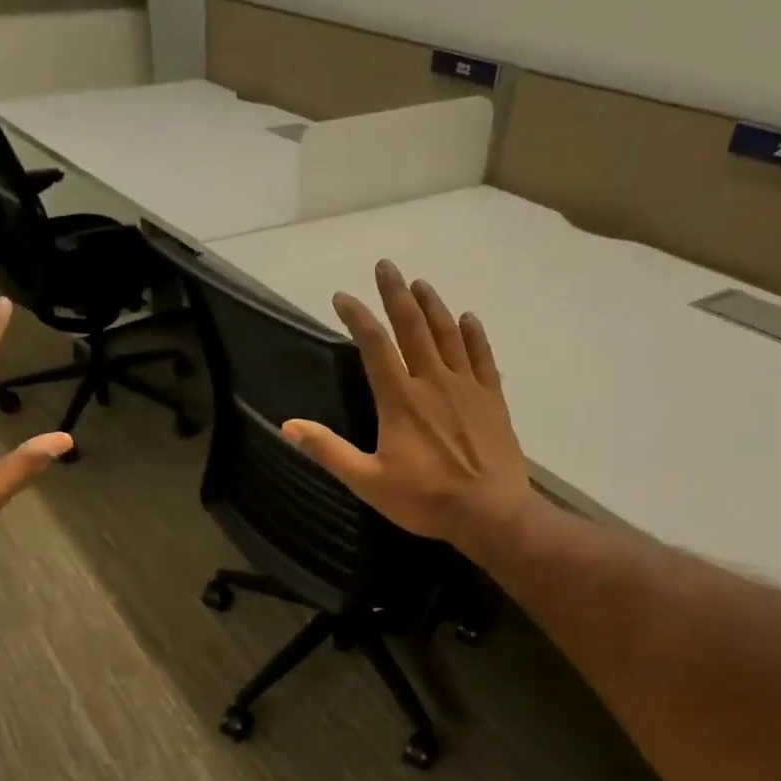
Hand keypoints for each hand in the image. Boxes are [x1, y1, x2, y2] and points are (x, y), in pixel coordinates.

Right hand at [282, 260, 537, 555]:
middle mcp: (432, 382)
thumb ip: (328, 451)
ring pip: (448, 334)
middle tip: (386, 266)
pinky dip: (474, 334)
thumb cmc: (425, 499)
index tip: (342, 296)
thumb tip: (288, 426)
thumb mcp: (367, 482)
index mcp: (400, 399)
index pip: (375, 346)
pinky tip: (468, 318)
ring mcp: (467, 387)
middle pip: (413, 327)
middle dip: (396, 294)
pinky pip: (482, 357)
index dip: (358, 317)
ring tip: (420, 283)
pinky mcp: (492, 399)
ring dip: (432, 306)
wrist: (490, 513)